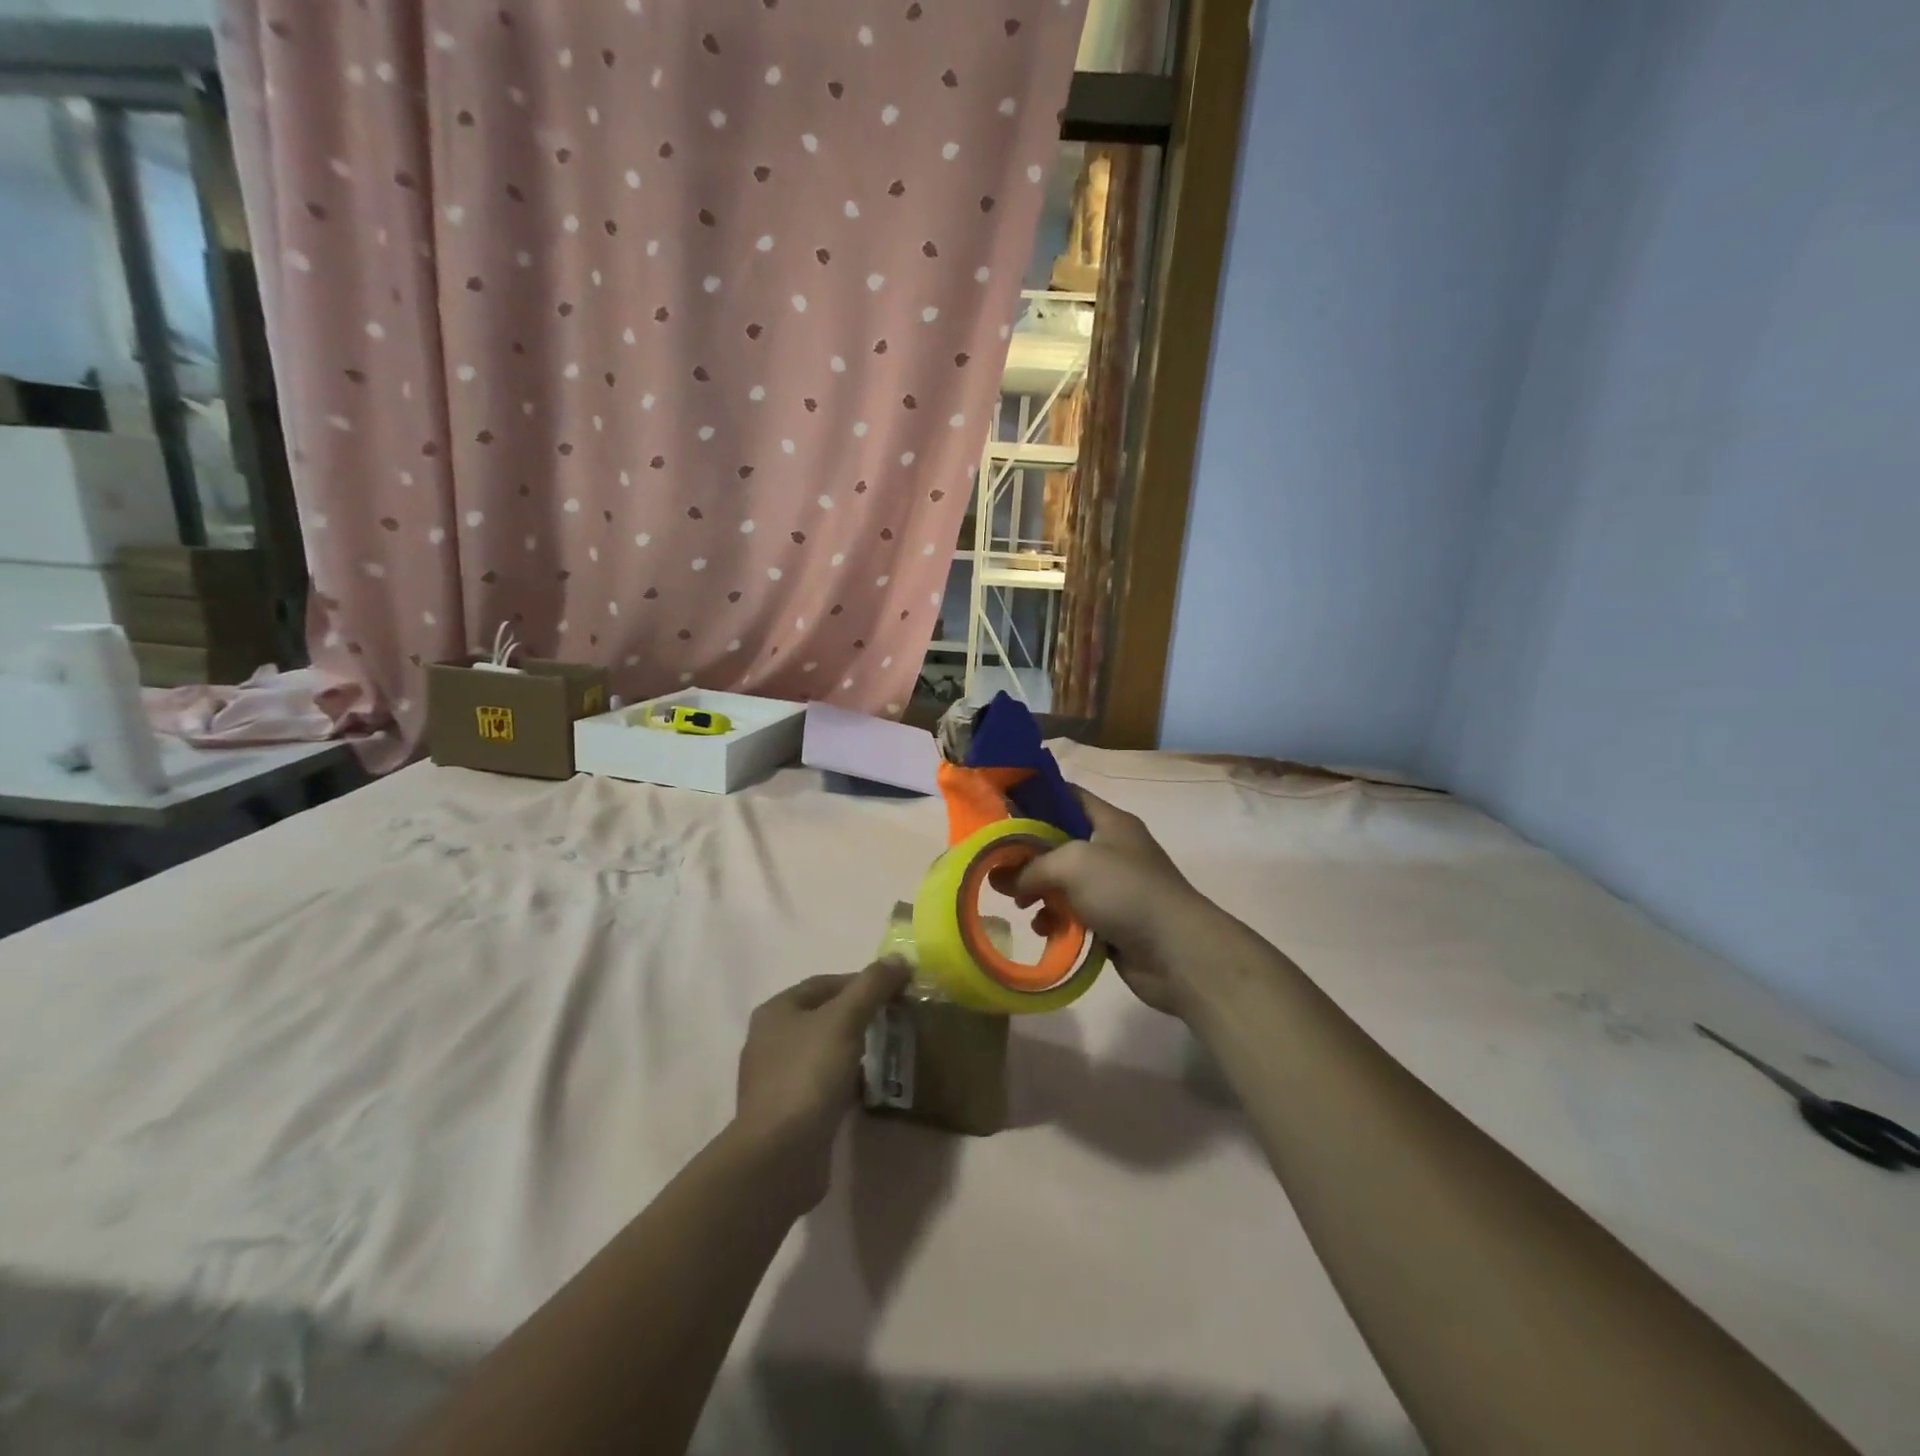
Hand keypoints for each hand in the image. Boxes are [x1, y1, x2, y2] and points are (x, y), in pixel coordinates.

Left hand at [734, 960, 910, 1212]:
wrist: (779, 1156)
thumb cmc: (808, 1075)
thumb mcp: (844, 1020)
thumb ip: (872, 985)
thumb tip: (899, 957)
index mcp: (776, 1011)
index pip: (825, 983)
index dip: (862, 982)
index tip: (896, 990)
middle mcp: (770, 1040)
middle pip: (824, 1015)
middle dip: (860, 1014)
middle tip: (897, 1018)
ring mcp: (777, 1078)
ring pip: (824, 1050)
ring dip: (854, 1048)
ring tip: (888, 1050)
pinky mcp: (788, 1111)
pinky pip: (822, 1083)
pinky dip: (845, 1079)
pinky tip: (867, 1086)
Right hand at [1008, 788, 1220, 1017]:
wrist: (1176, 951)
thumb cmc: (1125, 891)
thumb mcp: (1072, 864)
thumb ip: (1032, 866)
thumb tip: (1003, 880)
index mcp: (1109, 821)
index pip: (1068, 795)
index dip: (1035, 796)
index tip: (999, 808)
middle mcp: (1111, 848)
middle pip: (1059, 841)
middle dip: (1027, 853)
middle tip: (996, 865)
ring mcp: (1112, 886)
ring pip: (1063, 881)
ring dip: (1039, 891)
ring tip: (1018, 903)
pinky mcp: (1111, 920)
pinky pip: (1073, 913)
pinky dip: (1056, 919)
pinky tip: (1043, 929)